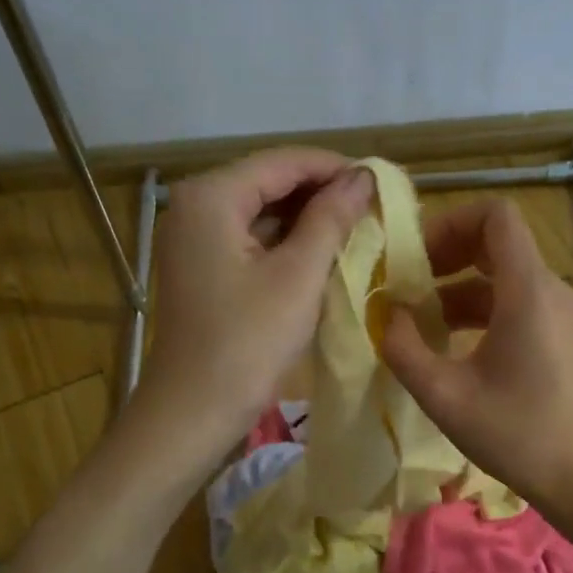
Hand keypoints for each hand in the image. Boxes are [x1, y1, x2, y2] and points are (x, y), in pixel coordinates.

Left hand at [137, 149, 373, 462]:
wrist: (193, 411)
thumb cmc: (248, 342)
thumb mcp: (298, 276)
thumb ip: (331, 219)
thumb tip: (363, 177)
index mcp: (212, 195)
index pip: (283, 162)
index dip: (335, 169)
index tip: (381, 184)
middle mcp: (194, 205)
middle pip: (269, 182)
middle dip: (321, 194)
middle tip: (372, 211)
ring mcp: (192, 237)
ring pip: (260, 212)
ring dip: (305, 220)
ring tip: (355, 231)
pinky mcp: (199, 267)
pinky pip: (248, 240)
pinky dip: (284, 244)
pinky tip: (319, 256)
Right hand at [382, 198, 572, 509]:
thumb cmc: (514, 433)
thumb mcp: (444, 395)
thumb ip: (404, 349)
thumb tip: (388, 315)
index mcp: (527, 291)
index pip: (495, 215)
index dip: (450, 223)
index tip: (415, 258)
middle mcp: (548, 289)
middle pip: (496, 241)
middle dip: (446, 254)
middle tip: (407, 284)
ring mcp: (557, 312)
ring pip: (501, 275)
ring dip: (456, 287)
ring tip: (417, 320)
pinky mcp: (558, 334)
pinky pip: (513, 301)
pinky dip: (477, 310)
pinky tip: (447, 343)